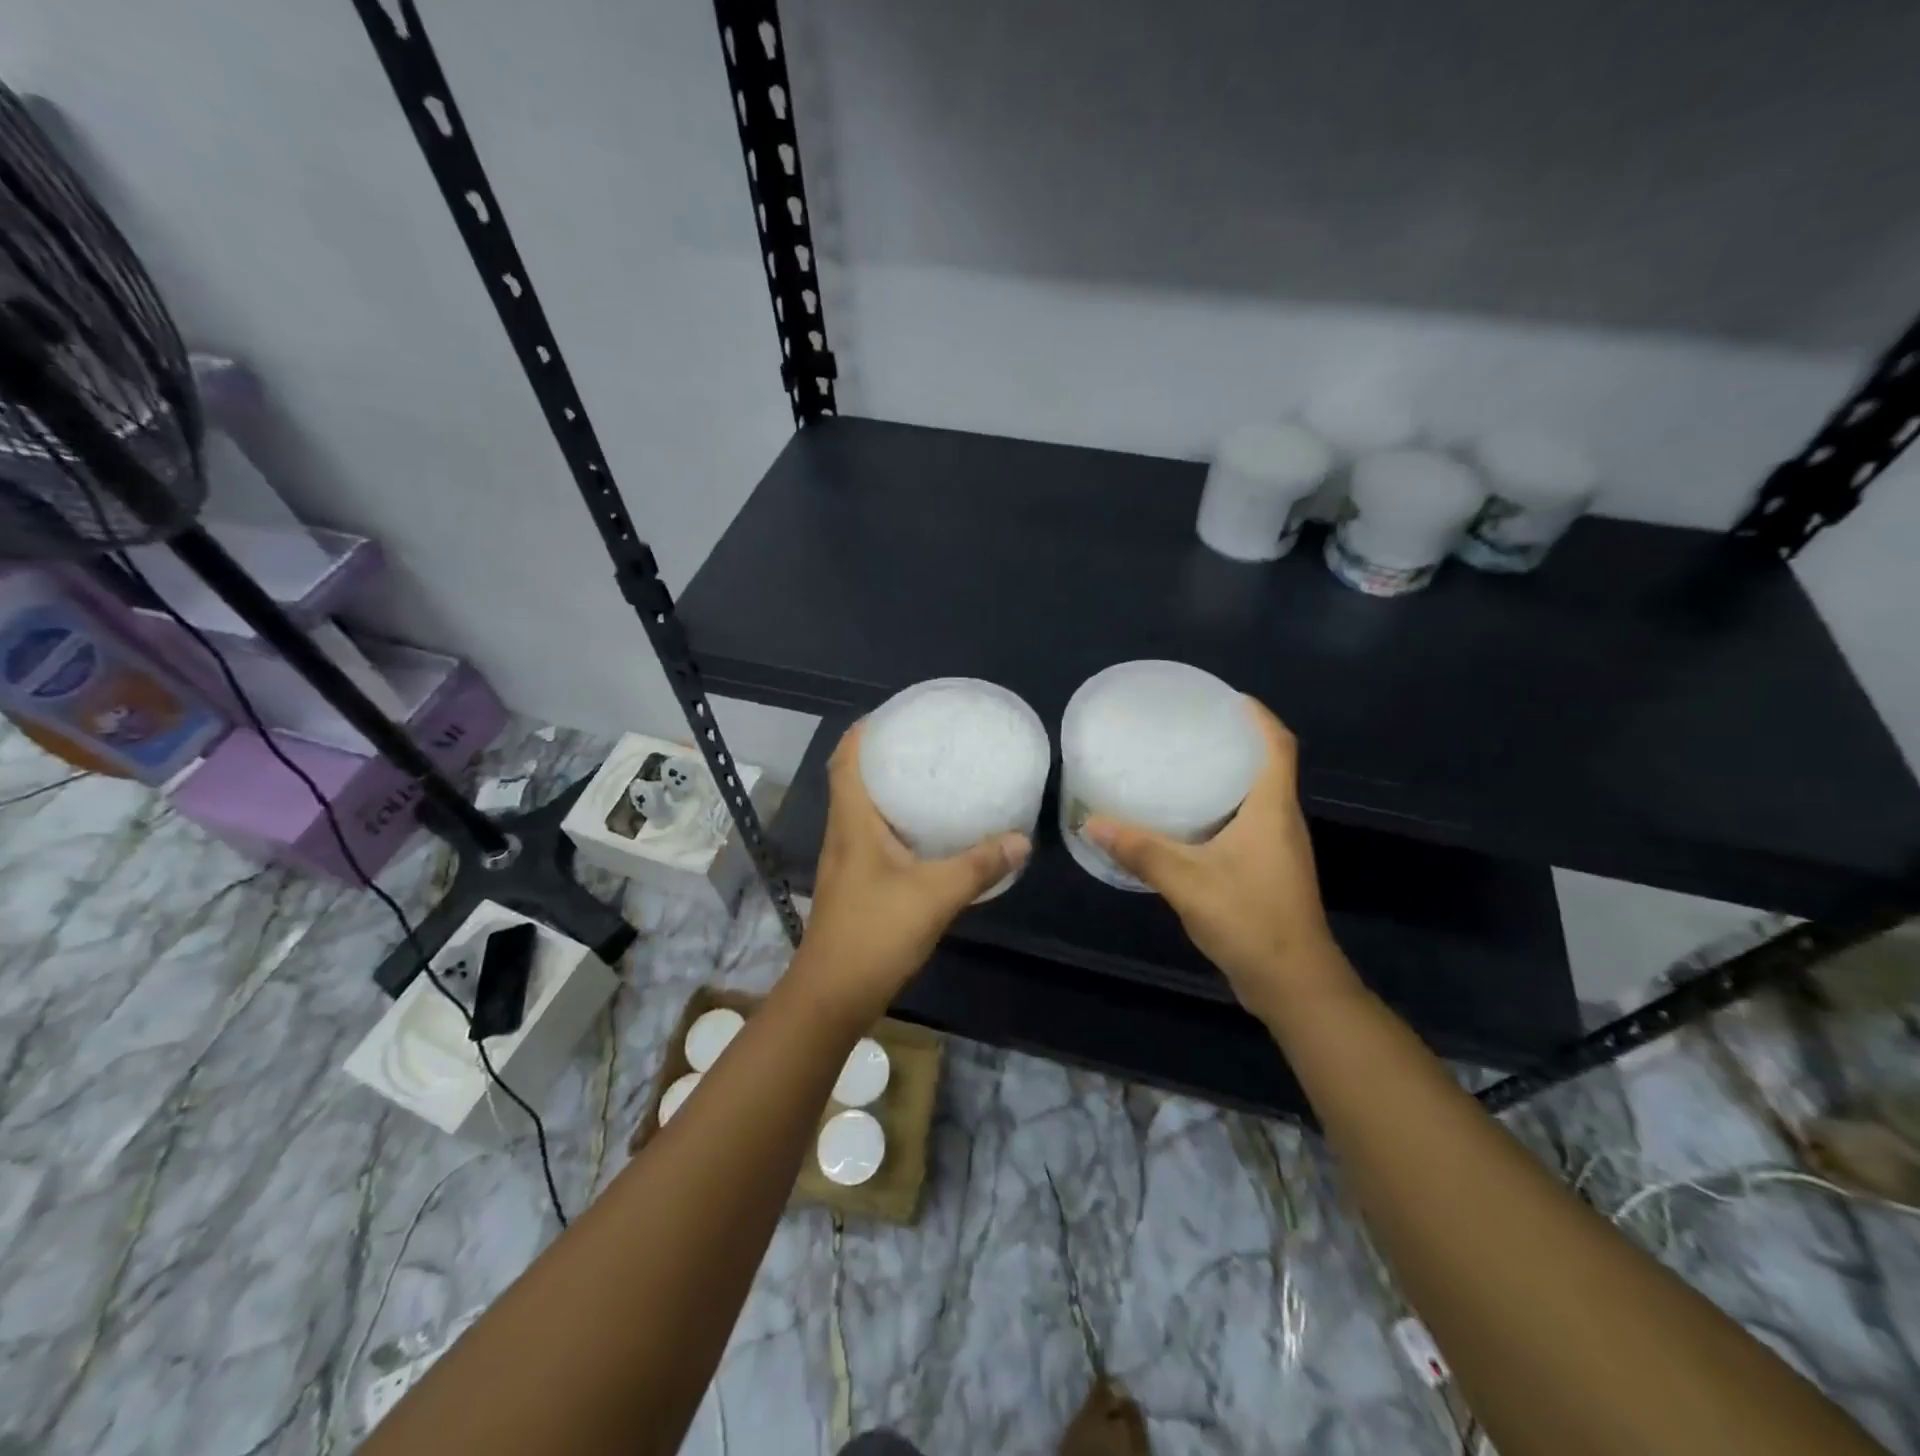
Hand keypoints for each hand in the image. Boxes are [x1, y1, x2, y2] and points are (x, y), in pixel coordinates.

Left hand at [795, 719, 1029, 1020]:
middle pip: (854, 781)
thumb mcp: (935, 895)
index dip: (863, 732)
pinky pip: (875, 840)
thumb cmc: (874, 933)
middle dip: (884, 757)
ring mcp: (847, 863)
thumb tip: (1021, 839)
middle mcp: (844, 836)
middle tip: (926, 743)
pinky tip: (929, 836)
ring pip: (865, 812)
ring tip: (931, 779)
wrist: (833, 996)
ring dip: (891, 792)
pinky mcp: (856, 887)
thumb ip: (979, 866)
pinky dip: (898, 826)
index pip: (845, 761)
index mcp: (853, 823)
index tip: (895, 714)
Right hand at [1083, 698, 1355, 1023]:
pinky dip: (1221, 810)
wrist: (1292, 983)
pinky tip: (1186, 821)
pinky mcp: (1269, 871)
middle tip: (1188, 730)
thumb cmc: (1250, 920)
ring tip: (1181, 766)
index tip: (1225, 698)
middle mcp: (1281, 821)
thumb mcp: (1187, 881)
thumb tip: (1092, 822)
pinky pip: (1247, 824)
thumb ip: (1140, 850)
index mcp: (1272, 810)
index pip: (1278, 745)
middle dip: (1233, 742)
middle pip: (1266, 766)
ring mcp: (1278, 849)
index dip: (1257, 716)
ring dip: (1226, 776)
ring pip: (1256, 797)